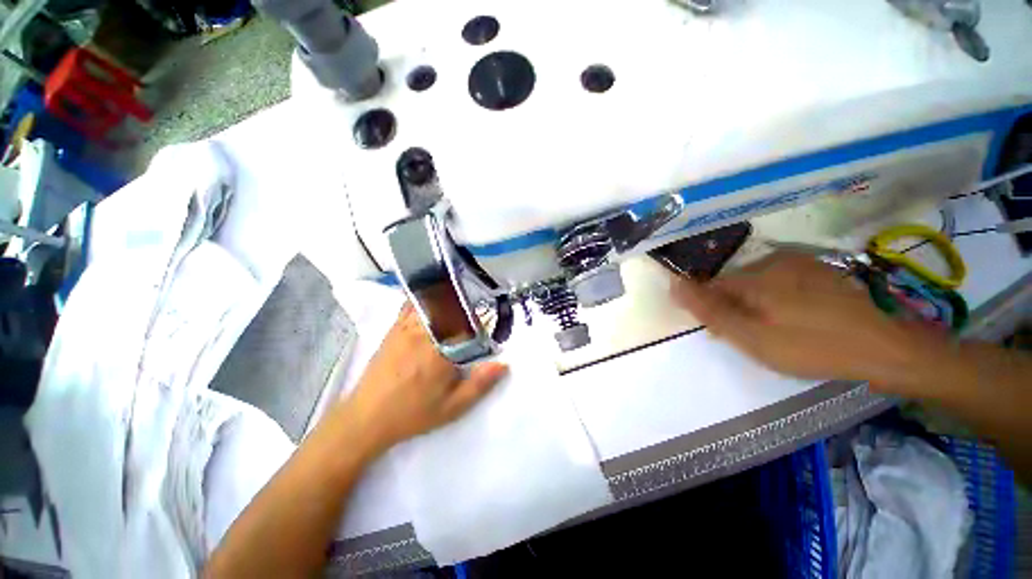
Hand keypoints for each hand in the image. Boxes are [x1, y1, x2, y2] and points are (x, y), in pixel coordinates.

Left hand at [338, 303, 507, 454]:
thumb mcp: (453, 407)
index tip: (491, 314)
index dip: (482, 315)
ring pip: (432, 302)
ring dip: (448, 295)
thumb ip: (480, 384)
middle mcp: (425, 333)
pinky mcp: (394, 329)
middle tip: (478, 300)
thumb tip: (505, 364)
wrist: (367, 418)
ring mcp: (407, 328)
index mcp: (442, 350)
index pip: (468, 322)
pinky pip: (411, 305)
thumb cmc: (413, 413)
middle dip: (466, 301)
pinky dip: (424, 296)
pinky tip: (431, 293)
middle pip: (451, 307)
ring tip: (460, 290)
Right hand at [671, 251, 938, 389]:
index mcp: (752, 277)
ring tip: (777, 330)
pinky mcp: (818, 270)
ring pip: (756, 283)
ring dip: (755, 304)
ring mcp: (799, 263)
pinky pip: (780, 282)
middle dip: (733, 307)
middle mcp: (771, 261)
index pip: (708, 286)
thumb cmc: (812, 347)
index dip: (710, 309)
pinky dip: (777, 299)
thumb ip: (710, 311)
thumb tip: (674, 285)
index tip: (725, 332)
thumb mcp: (752, 337)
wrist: (887, 348)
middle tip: (754, 336)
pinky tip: (797, 318)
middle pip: (732, 284)